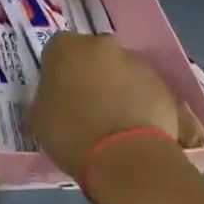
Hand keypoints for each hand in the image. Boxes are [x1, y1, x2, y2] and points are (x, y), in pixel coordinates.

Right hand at [29, 33, 191, 177]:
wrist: (126, 158)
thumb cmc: (71, 134)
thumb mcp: (38, 117)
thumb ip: (46, 97)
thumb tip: (55, 99)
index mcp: (66, 47)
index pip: (57, 52)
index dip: (58, 73)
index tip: (58, 95)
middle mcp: (102, 45)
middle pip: (94, 56)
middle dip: (91, 75)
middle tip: (87, 106)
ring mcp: (137, 63)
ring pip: (123, 73)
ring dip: (119, 89)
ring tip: (116, 124)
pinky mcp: (164, 86)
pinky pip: (147, 94)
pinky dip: (142, 106)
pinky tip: (136, 133)